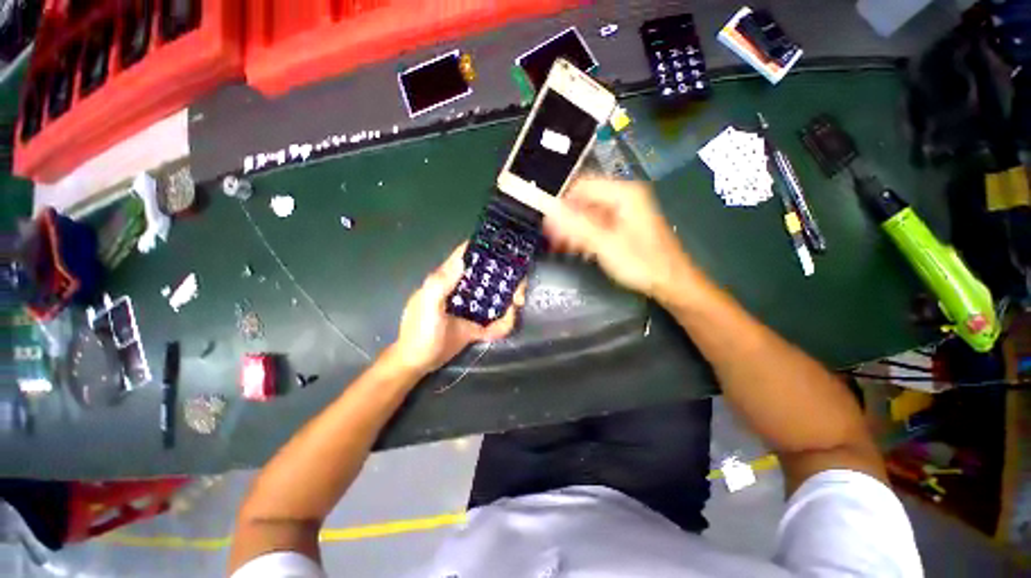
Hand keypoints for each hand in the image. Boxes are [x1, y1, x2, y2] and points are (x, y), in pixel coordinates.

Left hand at [392, 243, 525, 374]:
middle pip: (488, 276)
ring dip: (510, 297)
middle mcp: (462, 290)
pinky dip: (505, 321)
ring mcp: (470, 308)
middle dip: (506, 278)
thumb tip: (463, 259)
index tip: (504, 248)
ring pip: (495, 296)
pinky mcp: (475, 325)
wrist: (418, 362)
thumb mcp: (428, 305)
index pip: (466, 257)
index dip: (483, 249)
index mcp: (448, 281)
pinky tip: (509, 320)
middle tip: (518, 289)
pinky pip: (495, 320)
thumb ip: (441, 283)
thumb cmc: (420, 332)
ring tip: (518, 302)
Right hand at [544, 176, 695, 300]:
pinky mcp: (622, 227)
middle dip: (566, 219)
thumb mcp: (605, 244)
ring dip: (573, 229)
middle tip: (552, 239)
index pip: (582, 186)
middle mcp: (624, 197)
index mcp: (623, 194)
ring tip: (560, 247)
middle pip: (585, 201)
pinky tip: (575, 249)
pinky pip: (596, 225)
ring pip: (588, 214)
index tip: (548, 223)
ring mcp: (624, 213)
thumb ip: (576, 226)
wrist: (671, 283)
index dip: (562, 202)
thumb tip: (549, 211)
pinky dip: (584, 235)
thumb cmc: (642, 263)